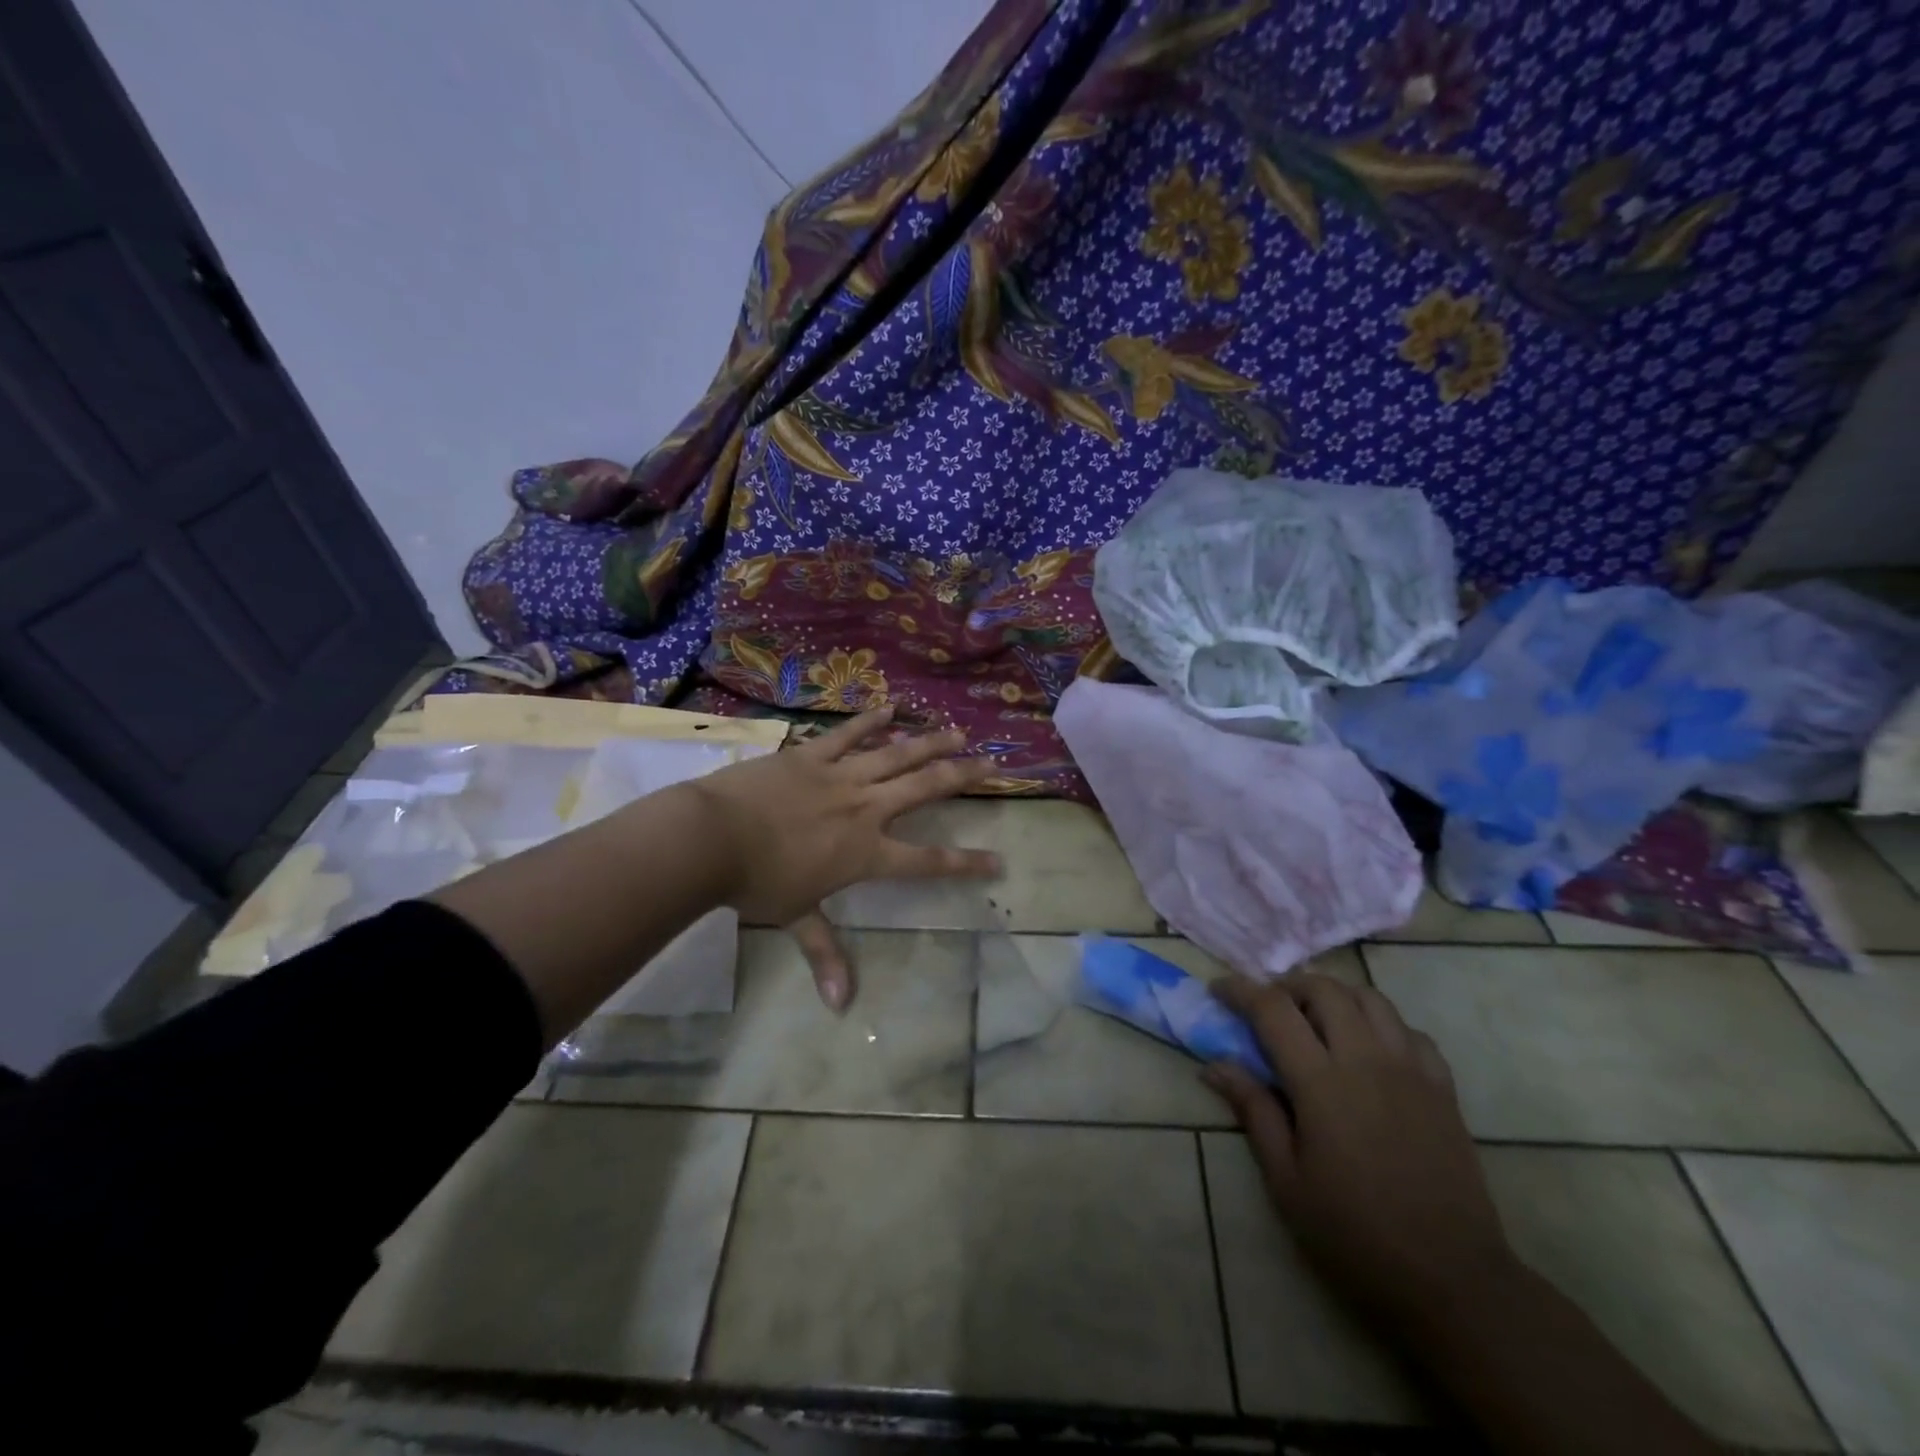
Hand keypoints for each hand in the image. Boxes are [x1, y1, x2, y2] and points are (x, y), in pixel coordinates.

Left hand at [688, 706, 1000, 1006]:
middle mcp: (864, 809)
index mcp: (865, 852)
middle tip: (992, 764)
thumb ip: (825, 953)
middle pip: (924, 789)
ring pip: (896, 754)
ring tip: (957, 732)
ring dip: (929, 742)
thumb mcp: (796, 918)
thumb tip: (841, 1005)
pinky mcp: (811, 755)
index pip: (926, 862)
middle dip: (962, 777)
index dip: (965, 863)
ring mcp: (839, 776)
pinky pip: (847, 734)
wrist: (713, 837)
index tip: (997, 860)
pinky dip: (870, 721)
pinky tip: (890, 706)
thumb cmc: (757, 883)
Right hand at [1205, 973, 1519, 1328]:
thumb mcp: (1287, 1180)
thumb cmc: (1355, 1234)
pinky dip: (1380, 1023)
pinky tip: (1368, 1049)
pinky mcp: (1443, 1088)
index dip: (1240, 990)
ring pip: (1370, 998)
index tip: (1219, 990)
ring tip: (1316, 1018)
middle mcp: (1366, 1060)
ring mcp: (1411, 1070)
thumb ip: (1253, 1111)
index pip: (1273, 1009)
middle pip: (1324, 989)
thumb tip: (1215, 1065)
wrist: (1452, 1279)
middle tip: (1268, 1008)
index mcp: (1322, 1083)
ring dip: (1335, 995)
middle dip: (1288, 986)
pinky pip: (1409, 1030)